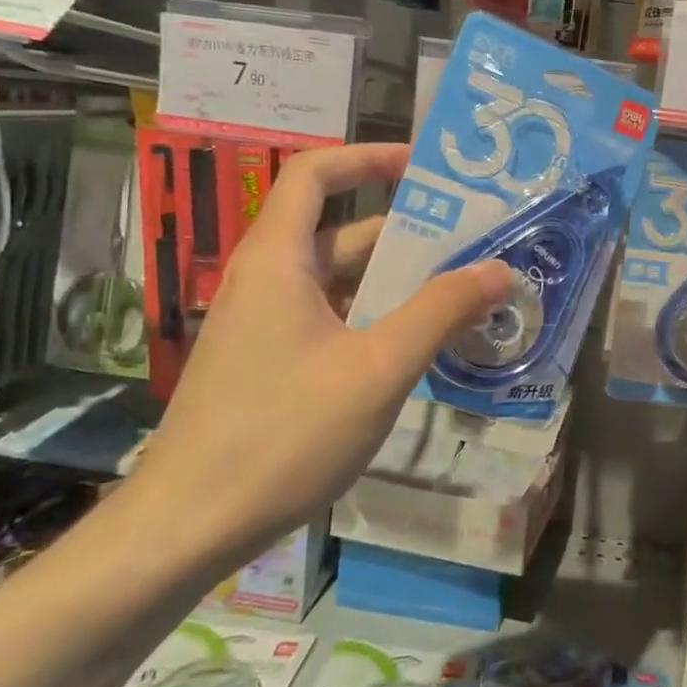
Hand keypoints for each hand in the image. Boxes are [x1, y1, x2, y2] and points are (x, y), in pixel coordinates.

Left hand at [130, 143, 513, 564]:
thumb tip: (500, 269)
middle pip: (338, 232)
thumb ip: (441, 312)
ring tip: (461, 290)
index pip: (315, 174)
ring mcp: (264, 326)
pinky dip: (374, 318)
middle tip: (471, 239)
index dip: (368, 158)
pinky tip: (418, 345)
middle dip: (405, 231)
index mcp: (279, 260)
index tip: (424, 167)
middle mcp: (266, 281)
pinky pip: (330, 320)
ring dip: (395, 282)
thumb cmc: (283, 434)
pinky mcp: (268, 364)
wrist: (187, 528)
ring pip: (338, 282)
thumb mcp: (378, 368)